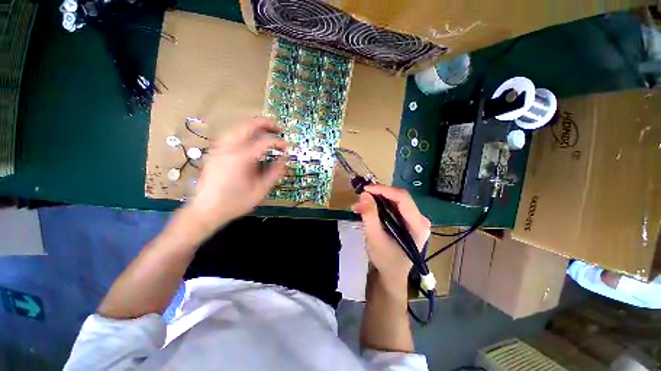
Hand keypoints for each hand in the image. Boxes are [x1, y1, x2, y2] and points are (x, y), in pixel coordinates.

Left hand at [185, 117, 286, 233]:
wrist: (206, 210)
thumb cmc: (236, 202)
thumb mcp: (260, 190)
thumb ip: (274, 172)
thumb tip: (284, 159)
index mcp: (241, 158)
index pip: (264, 141)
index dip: (278, 141)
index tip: (286, 145)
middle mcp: (228, 148)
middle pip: (247, 125)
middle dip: (264, 123)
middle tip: (277, 127)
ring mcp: (219, 148)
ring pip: (237, 127)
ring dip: (253, 126)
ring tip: (266, 130)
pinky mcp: (214, 152)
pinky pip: (231, 135)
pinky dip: (243, 133)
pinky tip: (249, 140)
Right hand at [352, 185, 430, 283]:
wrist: (391, 275)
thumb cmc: (385, 260)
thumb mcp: (374, 238)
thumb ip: (369, 215)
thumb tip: (364, 194)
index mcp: (418, 225)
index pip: (402, 198)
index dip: (383, 190)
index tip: (365, 189)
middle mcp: (420, 219)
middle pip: (399, 197)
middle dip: (378, 195)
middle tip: (360, 197)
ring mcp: (414, 219)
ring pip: (394, 201)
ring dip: (376, 200)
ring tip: (359, 205)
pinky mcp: (407, 221)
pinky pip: (392, 207)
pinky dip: (379, 206)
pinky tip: (367, 209)